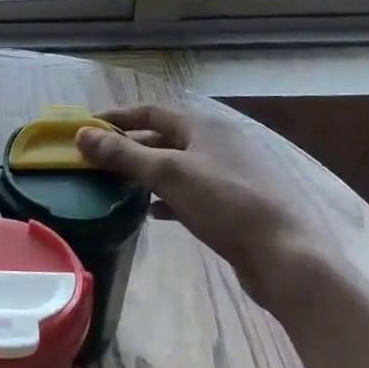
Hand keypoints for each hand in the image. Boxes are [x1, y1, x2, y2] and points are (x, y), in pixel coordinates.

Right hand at [75, 100, 351, 316]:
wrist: (287, 256)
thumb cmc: (226, 204)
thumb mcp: (168, 174)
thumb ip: (123, 153)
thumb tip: (81, 134)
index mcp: (205, 126)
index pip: (151, 111)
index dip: (117, 117)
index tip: (86, 127)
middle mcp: (219, 143)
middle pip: (164, 137)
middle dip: (130, 147)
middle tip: (96, 160)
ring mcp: (230, 174)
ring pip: (177, 166)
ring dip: (147, 173)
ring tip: (116, 185)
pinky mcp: (236, 204)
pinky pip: (192, 191)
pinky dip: (168, 197)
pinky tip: (153, 212)